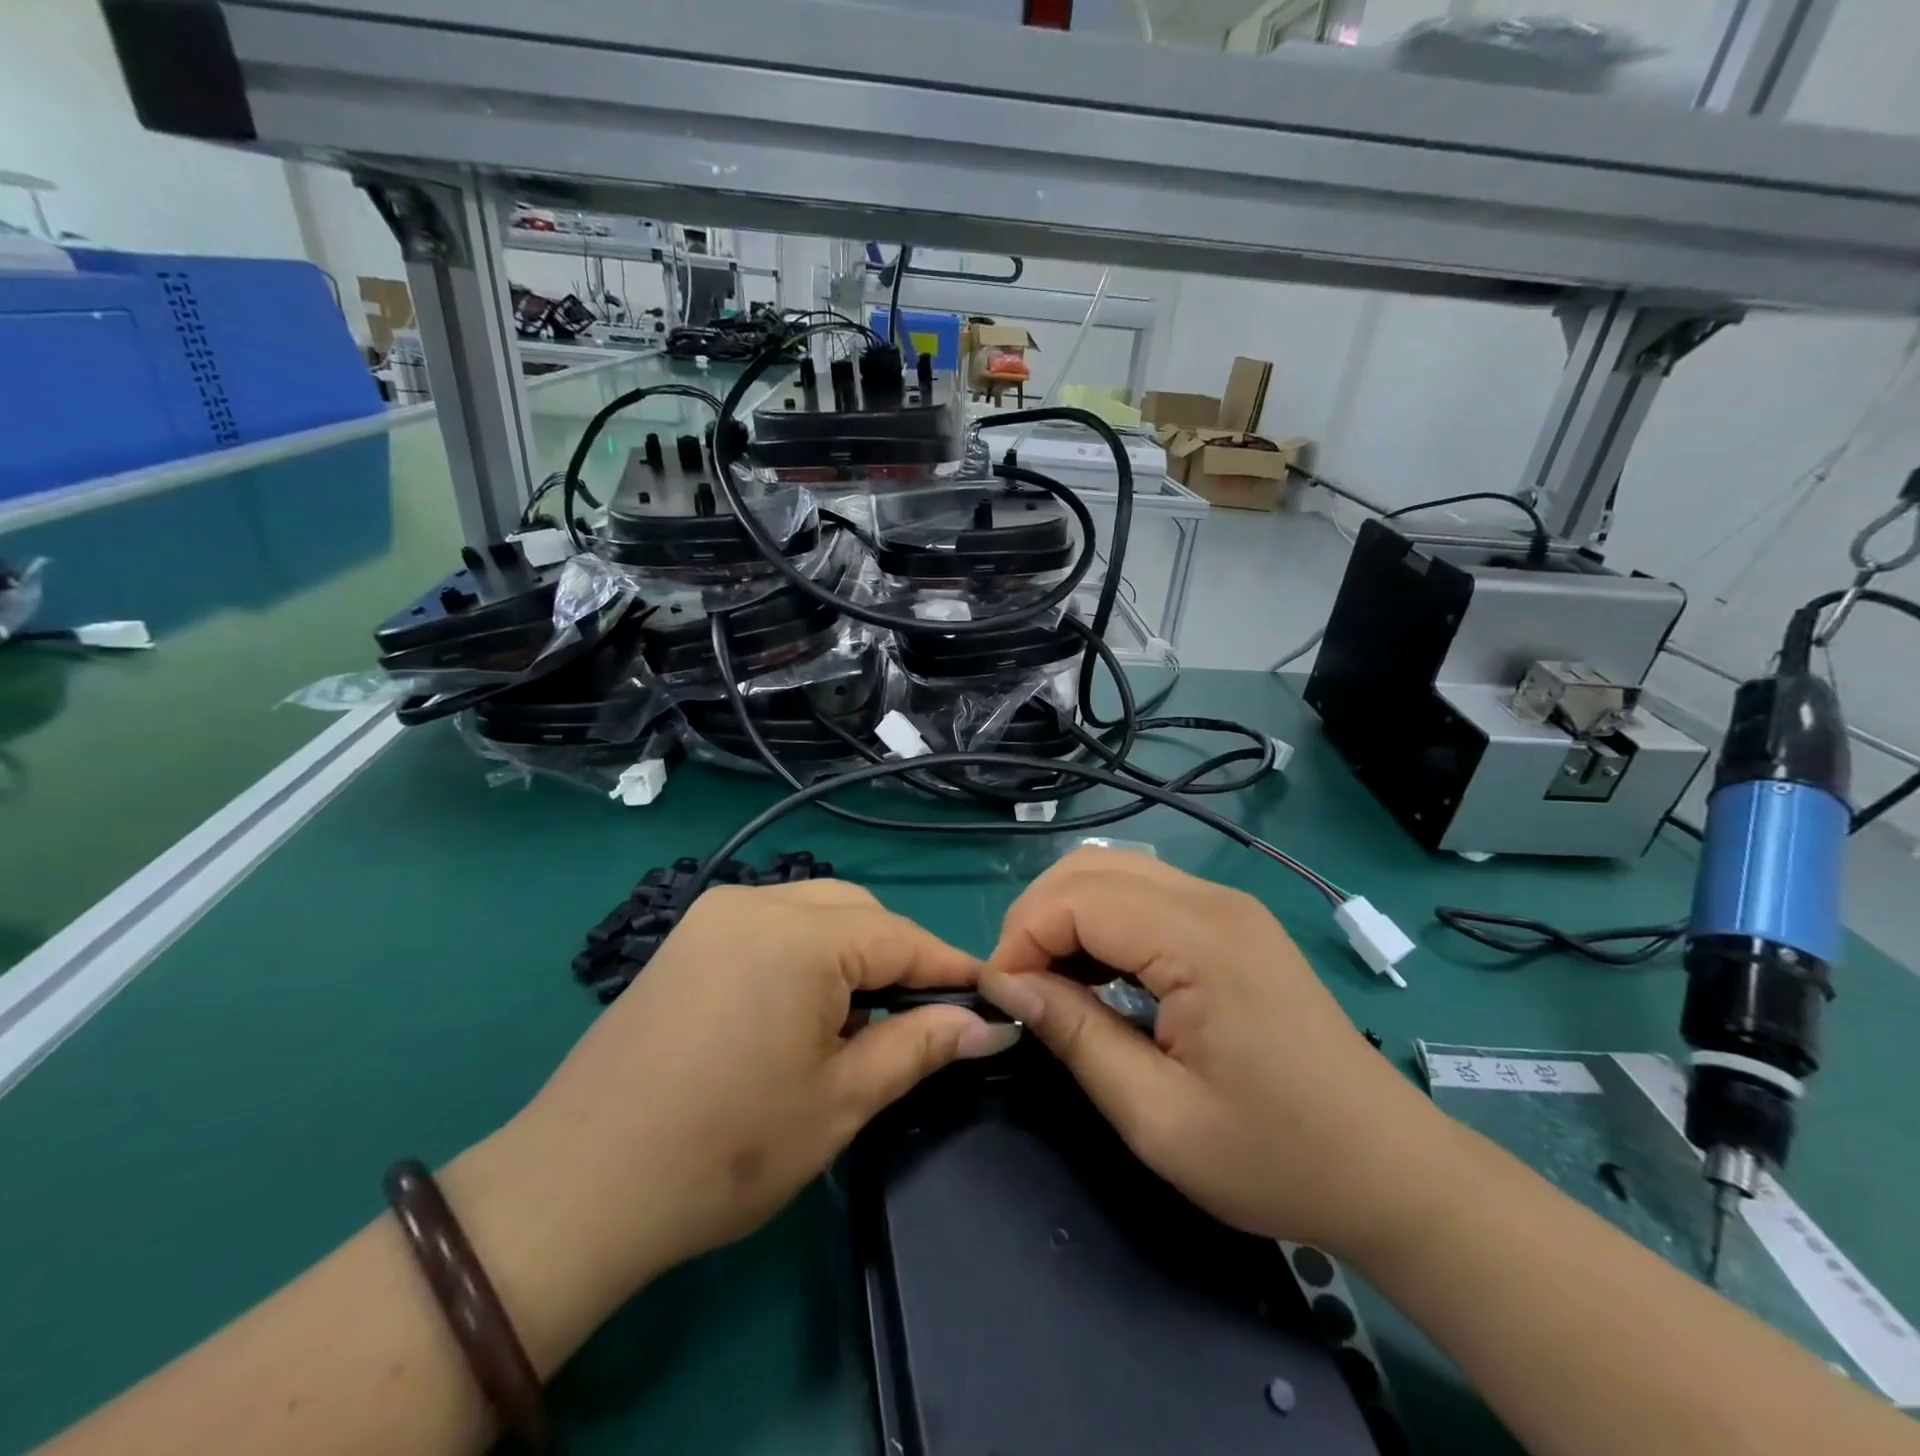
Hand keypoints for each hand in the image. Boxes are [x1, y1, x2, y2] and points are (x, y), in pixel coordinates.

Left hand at [470, 879, 1012, 1327]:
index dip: (949, 969)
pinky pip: (772, 921)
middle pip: (859, 913)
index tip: (987, 998)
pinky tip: (803, 1004)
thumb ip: (919, 1046)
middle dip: (899, 957)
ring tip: (862, 1016)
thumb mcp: (841, 1101)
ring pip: (815, 909)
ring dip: (853, 950)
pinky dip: (807, 950)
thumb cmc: (726, 1149)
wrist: (579, 1185)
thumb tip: (986, 1024)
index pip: (902, 938)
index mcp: (802, 936)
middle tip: (920, 1018)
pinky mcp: (689, 935)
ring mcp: (716, 913)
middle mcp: (759, 902)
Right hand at [978, 848, 1452, 1258]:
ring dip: (1066, 914)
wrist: (1390, 1170)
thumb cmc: (1277, 1156)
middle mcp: (1212, 901)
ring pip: (1114, 871)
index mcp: (1200, 940)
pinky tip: (1096, 974)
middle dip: (1037, 917)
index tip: (1000, 998)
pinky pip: (1144, 894)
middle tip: (1019, 987)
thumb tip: (1007, 987)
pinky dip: (1101, 921)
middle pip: (1090, 867)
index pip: (1078, 899)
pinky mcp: (1232, 923)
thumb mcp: (1158, 1117)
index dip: (1022, 938)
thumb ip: (1076, 1037)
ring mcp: (1227, 906)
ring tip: (1050, 982)